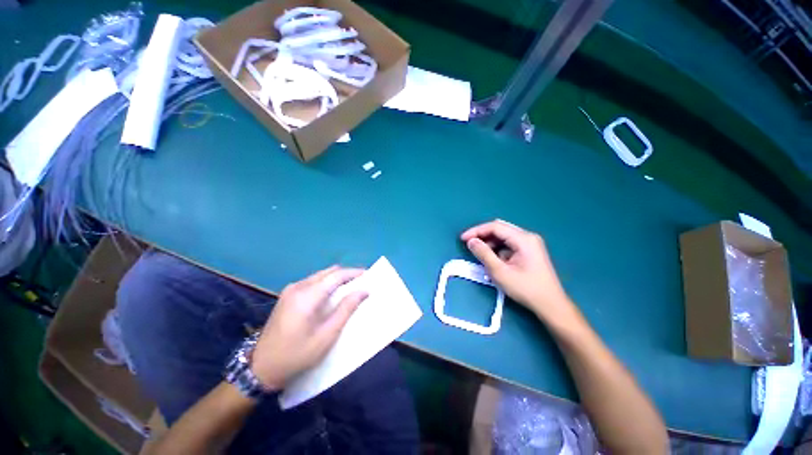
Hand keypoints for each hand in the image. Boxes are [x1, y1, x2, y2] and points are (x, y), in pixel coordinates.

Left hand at [251, 266, 366, 389]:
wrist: (261, 368)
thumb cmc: (297, 355)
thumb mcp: (326, 335)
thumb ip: (346, 309)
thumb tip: (363, 290)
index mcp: (307, 296)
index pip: (335, 275)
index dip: (353, 272)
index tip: (368, 274)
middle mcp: (298, 287)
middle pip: (328, 272)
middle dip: (346, 274)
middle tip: (361, 282)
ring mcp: (290, 290)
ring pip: (320, 275)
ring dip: (337, 278)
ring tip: (350, 288)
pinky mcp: (287, 295)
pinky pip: (313, 282)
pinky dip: (327, 284)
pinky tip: (332, 294)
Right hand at [461, 220, 573, 321]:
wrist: (550, 305)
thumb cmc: (525, 288)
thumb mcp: (500, 272)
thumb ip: (483, 254)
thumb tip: (471, 241)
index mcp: (523, 239)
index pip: (495, 227)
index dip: (477, 231)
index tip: (463, 239)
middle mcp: (527, 237)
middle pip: (500, 229)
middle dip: (482, 235)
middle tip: (469, 244)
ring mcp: (530, 243)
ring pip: (503, 236)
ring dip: (489, 242)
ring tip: (479, 253)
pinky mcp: (529, 251)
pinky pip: (509, 244)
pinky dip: (497, 249)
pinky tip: (492, 258)